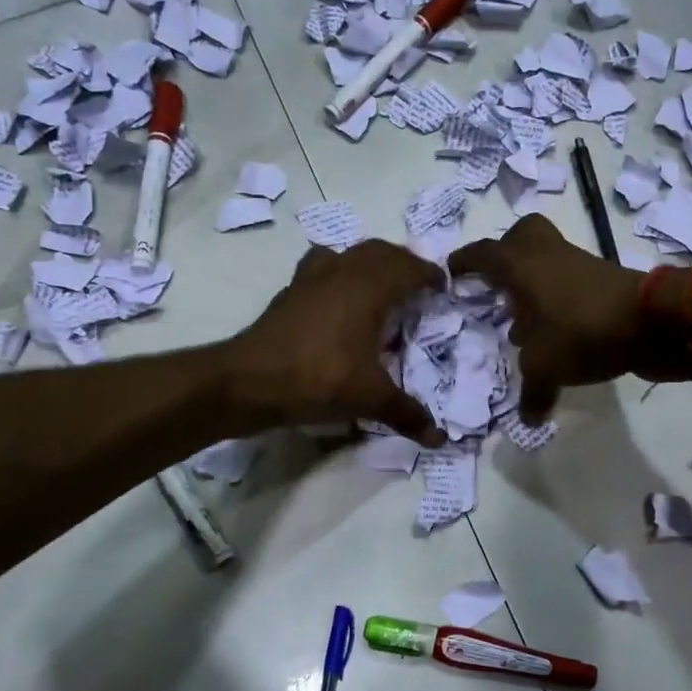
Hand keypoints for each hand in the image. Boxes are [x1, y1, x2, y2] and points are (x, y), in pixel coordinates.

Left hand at [225, 240, 446, 444]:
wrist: (249, 381)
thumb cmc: (319, 379)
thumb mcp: (369, 399)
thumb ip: (406, 413)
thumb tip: (438, 439)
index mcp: (369, 288)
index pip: (408, 267)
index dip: (429, 274)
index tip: (442, 287)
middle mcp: (342, 272)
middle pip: (379, 251)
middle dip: (402, 263)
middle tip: (416, 286)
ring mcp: (311, 279)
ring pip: (348, 254)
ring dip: (369, 263)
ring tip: (379, 288)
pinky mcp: (290, 293)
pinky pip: (321, 269)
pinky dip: (338, 275)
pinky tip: (338, 302)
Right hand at [450, 214, 642, 421]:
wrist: (652, 323)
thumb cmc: (581, 333)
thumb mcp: (546, 369)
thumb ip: (532, 393)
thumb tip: (528, 421)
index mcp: (522, 267)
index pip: (485, 254)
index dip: (465, 261)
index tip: (451, 272)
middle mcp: (548, 257)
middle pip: (522, 235)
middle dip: (506, 253)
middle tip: (496, 283)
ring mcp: (579, 266)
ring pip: (549, 261)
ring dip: (534, 284)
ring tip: (523, 322)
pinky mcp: (604, 282)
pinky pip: (570, 283)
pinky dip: (558, 302)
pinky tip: (555, 334)